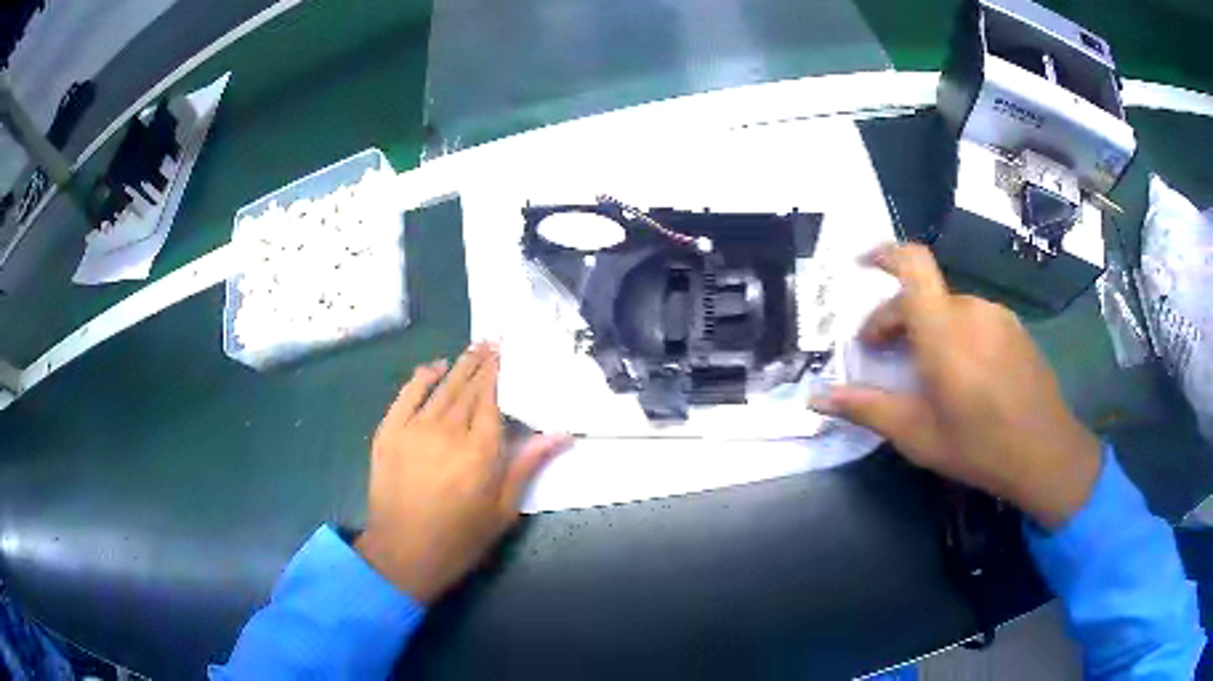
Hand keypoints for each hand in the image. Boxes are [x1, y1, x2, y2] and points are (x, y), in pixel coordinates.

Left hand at [355, 343, 568, 603]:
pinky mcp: (389, 433)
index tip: (506, 354)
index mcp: (480, 451)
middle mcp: (447, 431)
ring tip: (473, 348)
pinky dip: (421, 377)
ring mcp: (414, 429)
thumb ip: (527, 465)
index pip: (491, 401)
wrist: (403, 553)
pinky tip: (434, 367)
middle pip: (467, 389)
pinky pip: (407, 395)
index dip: (498, 375)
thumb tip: (562, 434)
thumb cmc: (460, 538)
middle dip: (481, 364)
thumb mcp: (503, 509)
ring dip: (458, 366)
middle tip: (492, 342)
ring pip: (441, 388)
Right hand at [810, 244, 1101, 529]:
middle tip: (883, 356)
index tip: (862, 265)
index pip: (912, 265)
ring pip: (949, 308)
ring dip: (928, 327)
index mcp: (944, 330)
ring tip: (925, 371)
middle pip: (924, 294)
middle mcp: (971, 310)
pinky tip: (962, 374)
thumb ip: (867, 409)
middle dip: (896, 318)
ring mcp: (998, 317)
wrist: (1047, 454)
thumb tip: (817, 398)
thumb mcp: (917, 435)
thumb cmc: (979, 446)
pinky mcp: (1015, 328)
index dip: (884, 254)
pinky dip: (955, 333)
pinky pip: (974, 318)